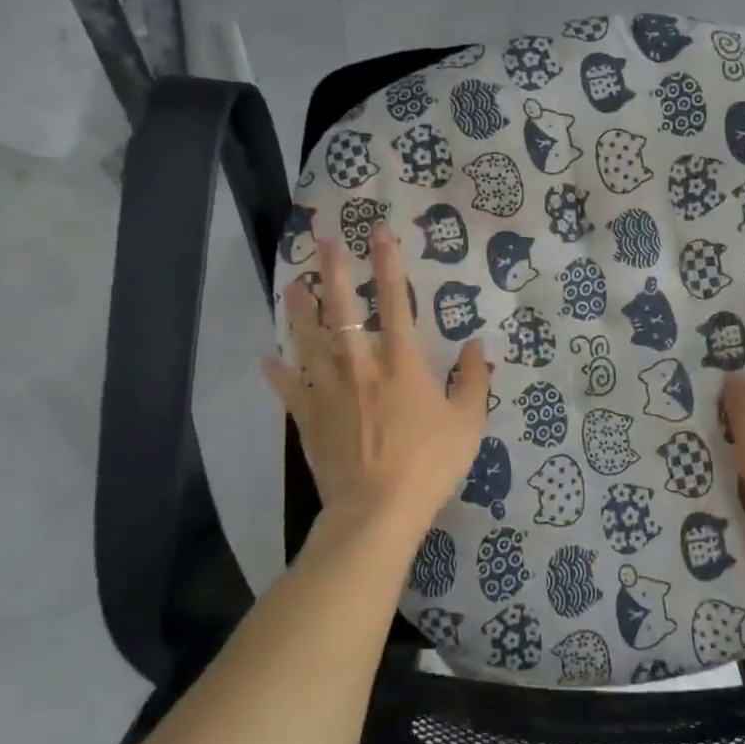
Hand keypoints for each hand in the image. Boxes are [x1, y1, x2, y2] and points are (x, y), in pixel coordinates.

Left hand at [261, 229, 492, 549]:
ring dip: (299, 312)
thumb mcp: (467, 422)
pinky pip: (289, 391)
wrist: (377, 510)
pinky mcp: (309, 419)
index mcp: (402, 363)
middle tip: (323, 240)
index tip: (379, 233)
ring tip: (292, 285)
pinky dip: (278, 374)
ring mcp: (330, 392)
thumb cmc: (429, 463)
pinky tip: (267, 359)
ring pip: (310, 341)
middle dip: (333, 272)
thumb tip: (477, 345)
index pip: (395, 302)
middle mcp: (361, 366)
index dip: (388, 264)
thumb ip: (473, 380)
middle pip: (342, 311)